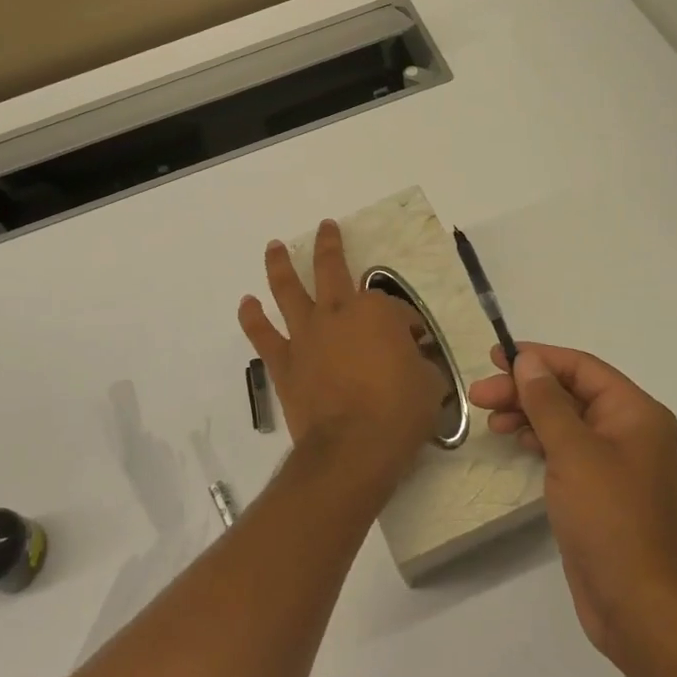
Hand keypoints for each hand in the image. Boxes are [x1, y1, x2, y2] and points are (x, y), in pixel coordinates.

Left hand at [238, 221, 446, 483]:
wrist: (352, 449)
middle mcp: (337, 313)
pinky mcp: (284, 362)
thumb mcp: (430, 384)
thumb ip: (419, 364)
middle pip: (331, 269)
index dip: (406, 324)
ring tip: (274, 247)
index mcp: (376, 312)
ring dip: (280, 265)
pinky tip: (246, 303)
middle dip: (330, 245)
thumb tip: (413, 360)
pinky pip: (263, 334)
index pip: (394, 307)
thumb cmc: (399, 414)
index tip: (414, 343)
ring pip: (288, 289)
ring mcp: (306, 335)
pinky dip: (252, 318)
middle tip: (326, 227)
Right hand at [468, 344, 676, 666]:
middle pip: (570, 393)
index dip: (538, 358)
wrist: (635, 604)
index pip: (582, 368)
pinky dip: (538, 438)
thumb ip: (547, 401)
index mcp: (636, 413)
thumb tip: (528, 360)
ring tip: (490, 419)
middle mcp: (629, 430)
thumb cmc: (608, 518)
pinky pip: (565, 448)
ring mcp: (614, 461)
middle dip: (525, 390)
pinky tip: (515, 440)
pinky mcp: (598, 488)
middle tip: (479, 395)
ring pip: (564, 420)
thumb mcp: (573, 451)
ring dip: (527, 413)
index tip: (495, 357)